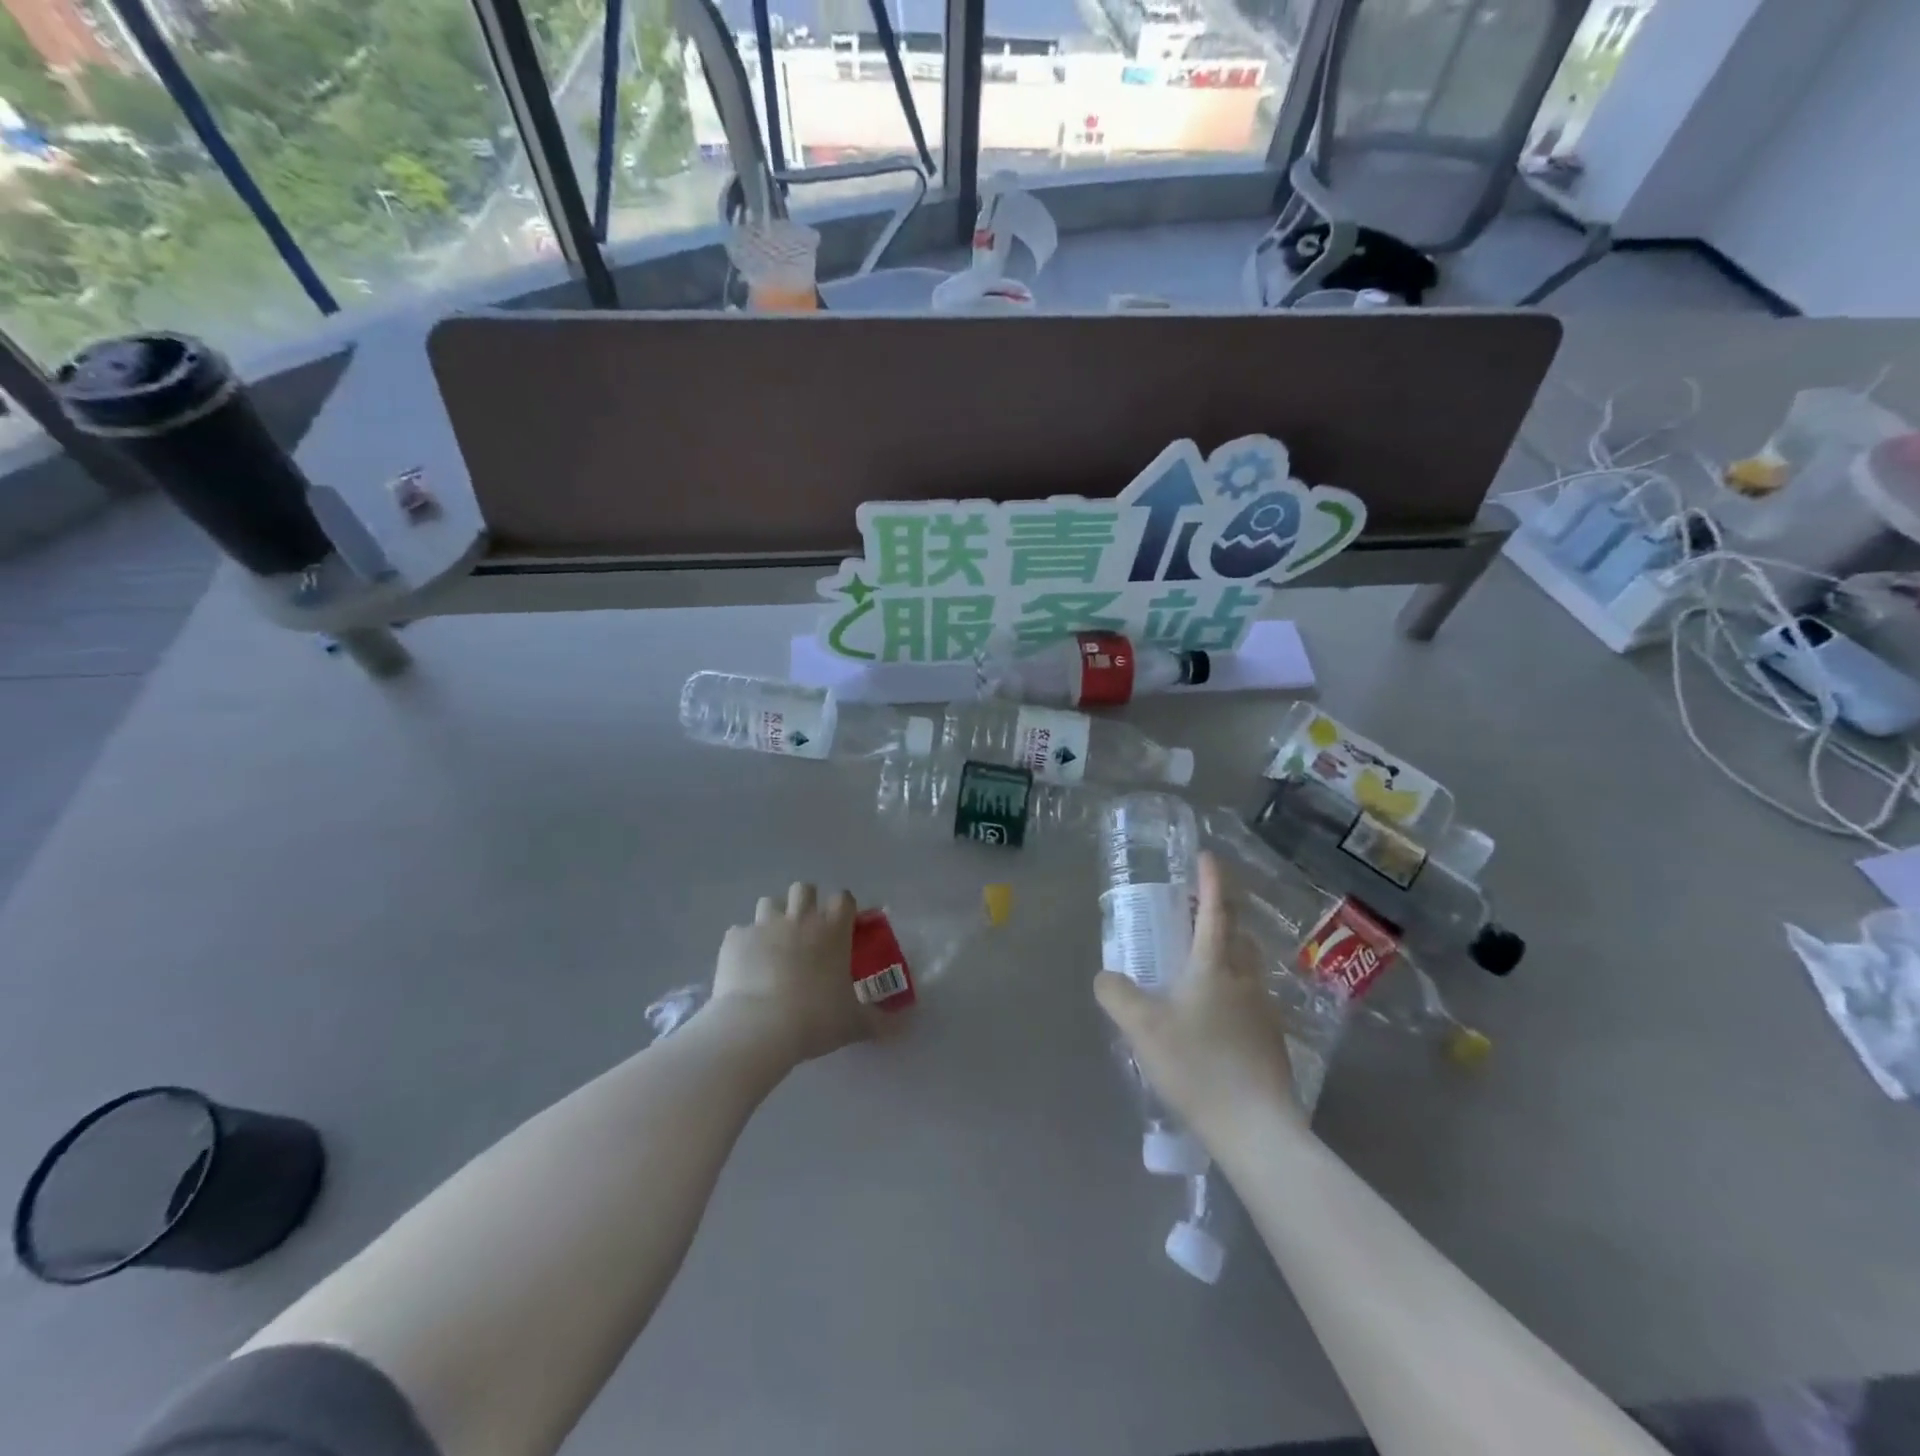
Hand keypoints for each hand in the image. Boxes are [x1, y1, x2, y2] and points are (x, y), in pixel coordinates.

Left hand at [711, 882, 881, 1066]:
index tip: (842, 927)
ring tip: (774, 943)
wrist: (757, 1027)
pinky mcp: (735, 940)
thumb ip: (878, 1022)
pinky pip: (740, 932)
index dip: (843, 909)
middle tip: (806, 930)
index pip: (843, 898)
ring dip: (774, 917)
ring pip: (769, 902)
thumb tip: (902, 1028)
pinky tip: (745, 967)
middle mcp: (799, 918)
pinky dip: (744, 945)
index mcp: (832, 930)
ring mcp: (764, 925)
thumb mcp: (854, 1024)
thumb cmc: (814, 1019)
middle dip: (806, 902)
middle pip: (804, 888)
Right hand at [1094, 853, 1303, 1150]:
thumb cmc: (1198, 1065)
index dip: (1211, 881)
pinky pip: (1249, 998)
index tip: (1206, 856)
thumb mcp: (1142, 1027)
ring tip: (1201, 960)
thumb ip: (1116, 994)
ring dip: (1228, 951)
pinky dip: (1232, 988)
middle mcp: (1245, 980)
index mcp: (1215, 966)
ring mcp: (1264, 1012)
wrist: (1257, 1128)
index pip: (1216, 910)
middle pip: (1237, 935)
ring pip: (1246, 967)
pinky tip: (1213, 1015)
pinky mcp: (1271, 1042)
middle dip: (1220, 915)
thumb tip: (1106, 976)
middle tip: (1195, 910)